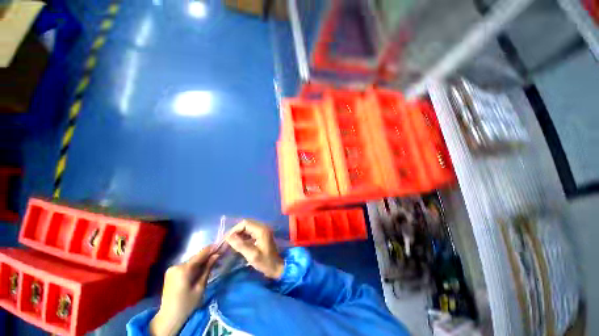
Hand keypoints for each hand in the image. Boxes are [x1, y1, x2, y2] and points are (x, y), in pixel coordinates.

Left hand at [150, 246, 218, 335]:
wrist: (169, 317)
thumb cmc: (187, 304)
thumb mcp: (200, 286)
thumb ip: (208, 268)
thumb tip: (217, 254)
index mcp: (183, 269)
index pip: (200, 254)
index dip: (211, 249)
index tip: (221, 245)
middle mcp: (176, 266)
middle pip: (195, 258)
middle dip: (207, 256)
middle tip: (219, 256)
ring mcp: (172, 269)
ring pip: (191, 261)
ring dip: (201, 262)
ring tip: (212, 263)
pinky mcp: (171, 273)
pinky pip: (186, 266)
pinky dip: (194, 266)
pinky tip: (201, 270)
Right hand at [225, 220, 283, 278]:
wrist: (277, 267)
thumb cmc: (265, 262)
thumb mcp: (252, 255)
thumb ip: (240, 245)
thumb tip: (228, 237)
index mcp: (261, 230)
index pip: (245, 223)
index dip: (235, 229)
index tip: (226, 239)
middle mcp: (263, 227)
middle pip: (246, 224)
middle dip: (236, 231)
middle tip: (227, 241)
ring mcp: (263, 230)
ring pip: (248, 227)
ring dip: (239, 233)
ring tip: (231, 242)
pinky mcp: (262, 235)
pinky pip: (251, 232)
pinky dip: (244, 236)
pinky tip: (239, 243)